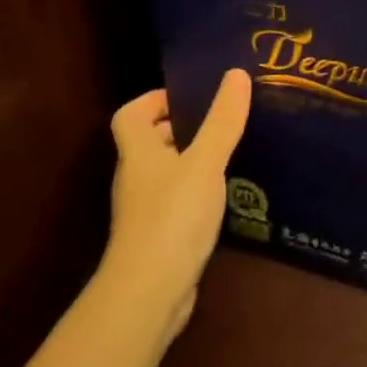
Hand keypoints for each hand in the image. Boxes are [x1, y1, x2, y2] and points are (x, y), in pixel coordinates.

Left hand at [103, 70, 251, 345]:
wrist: (149, 293)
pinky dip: (197, 193)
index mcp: (138, 152)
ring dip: (192, 161)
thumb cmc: (173, 216)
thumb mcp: (205, 162)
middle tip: (222, 121)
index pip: (130, 114)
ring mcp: (144, 210)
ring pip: (166, 173)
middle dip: (182, 128)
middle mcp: (136, 177)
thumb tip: (236, 73)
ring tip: (232, 153)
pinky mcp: (159, 237)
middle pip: (150, 142)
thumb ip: (222, 120)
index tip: (191, 97)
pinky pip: (176, 202)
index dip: (154, 100)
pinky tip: (226, 196)